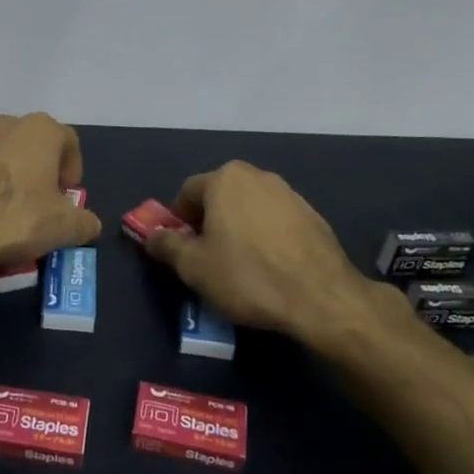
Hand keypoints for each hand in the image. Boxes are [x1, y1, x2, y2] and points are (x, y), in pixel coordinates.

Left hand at [0, 113, 101, 274]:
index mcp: (41, 130)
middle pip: (35, 146)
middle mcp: (7, 124)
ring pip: (3, 156)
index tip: (68, 198)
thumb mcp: (64, 228)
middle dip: (42, 173)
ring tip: (10, 213)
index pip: (69, 142)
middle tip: (43, 205)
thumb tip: (90, 225)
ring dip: (12, 178)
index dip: (73, 170)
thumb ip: (85, 223)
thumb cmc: (15, 217)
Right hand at [141, 161, 371, 353]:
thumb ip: (167, 245)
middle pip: (219, 196)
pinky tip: (270, 266)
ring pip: (248, 207)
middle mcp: (256, 175)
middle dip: (209, 222)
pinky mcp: (312, 214)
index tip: (181, 250)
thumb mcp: (193, 267)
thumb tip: (152, 235)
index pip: (187, 193)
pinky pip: (275, 220)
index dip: (178, 222)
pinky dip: (266, 236)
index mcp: (224, 179)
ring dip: (238, 228)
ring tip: (241, 265)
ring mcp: (288, 192)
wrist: (321, 297)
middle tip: (208, 258)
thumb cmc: (247, 276)